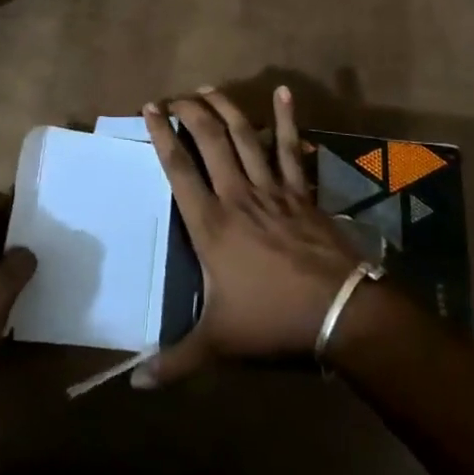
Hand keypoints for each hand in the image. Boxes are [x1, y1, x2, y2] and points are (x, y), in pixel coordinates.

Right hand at [136, 86, 363, 387]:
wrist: (338, 311)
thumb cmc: (272, 320)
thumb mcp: (218, 344)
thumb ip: (176, 362)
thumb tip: (135, 386)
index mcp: (211, 223)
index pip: (179, 168)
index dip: (162, 134)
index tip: (150, 109)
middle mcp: (237, 195)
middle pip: (210, 139)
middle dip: (191, 111)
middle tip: (176, 96)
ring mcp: (272, 188)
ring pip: (245, 135)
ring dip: (226, 108)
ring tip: (210, 88)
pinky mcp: (299, 190)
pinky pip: (290, 147)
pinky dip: (286, 118)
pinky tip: (283, 92)